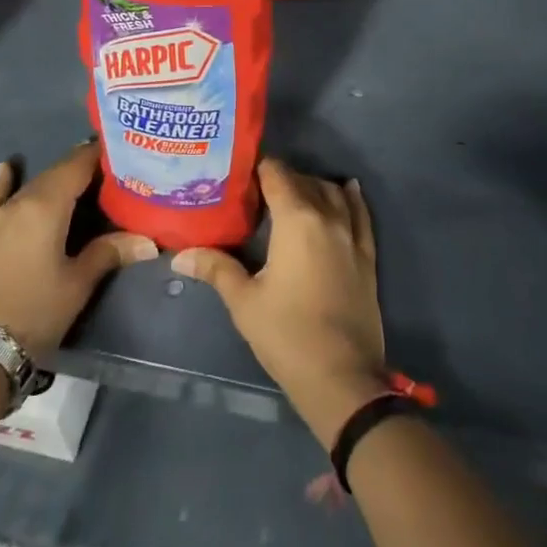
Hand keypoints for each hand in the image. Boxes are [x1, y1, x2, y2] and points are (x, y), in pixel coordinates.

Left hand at [0, 142, 157, 354]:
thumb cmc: (35, 311)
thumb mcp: (78, 283)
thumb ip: (110, 252)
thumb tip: (149, 241)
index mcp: (47, 205)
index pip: (78, 165)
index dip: (100, 155)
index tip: (122, 150)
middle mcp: (21, 201)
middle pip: (56, 173)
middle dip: (82, 168)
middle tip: (110, 170)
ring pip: (32, 185)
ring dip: (55, 178)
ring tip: (78, 173)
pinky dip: (4, 182)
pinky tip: (6, 167)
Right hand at [172, 157, 389, 447]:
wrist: (342, 377)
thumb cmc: (287, 335)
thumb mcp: (244, 301)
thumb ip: (216, 269)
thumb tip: (179, 254)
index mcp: (296, 219)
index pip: (277, 175)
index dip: (257, 169)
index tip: (239, 175)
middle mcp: (328, 216)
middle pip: (304, 181)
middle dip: (281, 180)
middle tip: (256, 193)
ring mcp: (352, 235)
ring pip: (333, 192)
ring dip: (313, 186)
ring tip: (292, 196)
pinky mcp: (367, 255)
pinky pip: (361, 213)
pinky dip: (351, 197)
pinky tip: (347, 189)